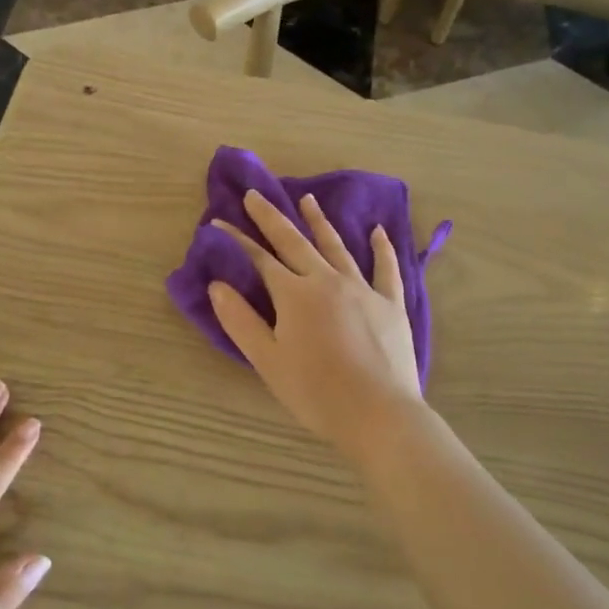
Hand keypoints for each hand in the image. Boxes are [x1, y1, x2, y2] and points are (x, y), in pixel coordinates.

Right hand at [208, 190, 422, 456]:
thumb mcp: (268, 361)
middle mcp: (328, 281)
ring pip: (337, 247)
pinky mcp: (391, 304)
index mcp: (295, 295)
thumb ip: (241, 321)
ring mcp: (363, 289)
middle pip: (295, 242)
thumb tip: (217, 285)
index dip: (237, 240)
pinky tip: (378, 230)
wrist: (378, 414)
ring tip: (307, 198)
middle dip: (271, 218)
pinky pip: (386, 268)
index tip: (218, 222)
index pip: (259, 259)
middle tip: (255, 195)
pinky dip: (382, 247)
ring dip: (319, 221)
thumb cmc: (316, 392)